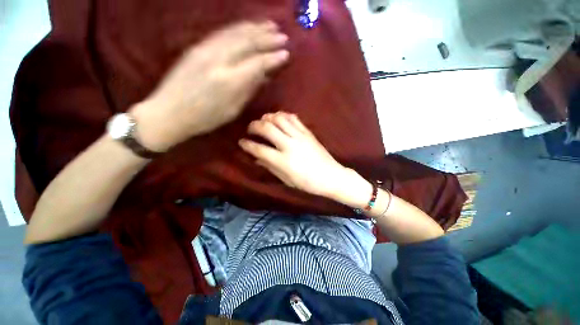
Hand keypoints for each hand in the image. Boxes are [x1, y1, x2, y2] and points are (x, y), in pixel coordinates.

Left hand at [132, 21, 289, 151]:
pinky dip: (237, 28)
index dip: (273, 58)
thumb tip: (264, 76)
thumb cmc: (205, 118)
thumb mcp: (232, 110)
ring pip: (235, 33)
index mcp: (229, 82)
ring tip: (270, 25)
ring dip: (255, 28)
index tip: (286, 54)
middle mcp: (218, 60)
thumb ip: (248, 90)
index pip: (257, 64)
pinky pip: (222, 33)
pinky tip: (247, 26)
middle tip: (283, 36)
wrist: (168, 112)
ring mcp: (205, 50)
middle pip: (248, 43)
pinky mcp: (196, 47)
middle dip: (267, 38)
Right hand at [239, 112, 353, 197]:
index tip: (241, 142)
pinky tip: (279, 118)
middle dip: (254, 126)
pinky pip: (293, 118)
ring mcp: (300, 136)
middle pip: (267, 128)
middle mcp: (289, 145)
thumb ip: (270, 167)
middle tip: (250, 129)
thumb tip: (256, 159)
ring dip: (268, 117)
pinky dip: (283, 115)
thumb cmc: (307, 183)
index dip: (247, 144)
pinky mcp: (308, 132)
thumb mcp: (286, 180)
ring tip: (263, 121)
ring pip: (279, 119)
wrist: (330, 176)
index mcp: (283, 161)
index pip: (259, 149)